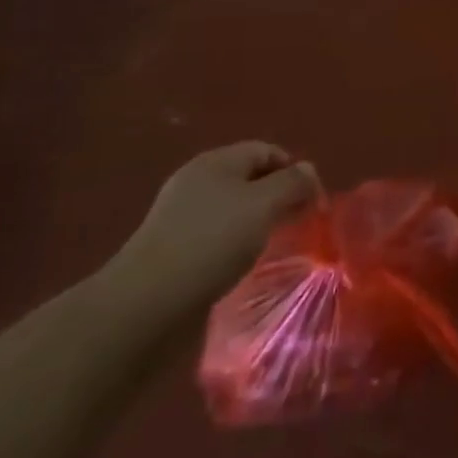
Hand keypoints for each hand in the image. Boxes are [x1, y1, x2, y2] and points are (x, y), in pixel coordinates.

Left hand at [106, 143, 319, 321]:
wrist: (143, 306)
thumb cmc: (210, 243)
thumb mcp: (263, 205)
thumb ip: (292, 183)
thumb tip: (308, 171)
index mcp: (216, 161)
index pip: (266, 151)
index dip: (295, 170)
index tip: (314, 202)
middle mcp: (197, 182)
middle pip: (249, 179)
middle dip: (277, 197)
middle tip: (299, 223)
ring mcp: (180, 217)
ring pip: (233, 211)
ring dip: (257, 224)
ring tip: (274, 246)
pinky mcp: (172, 251)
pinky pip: (215, 238)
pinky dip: (235, 246)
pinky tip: (242, 266)